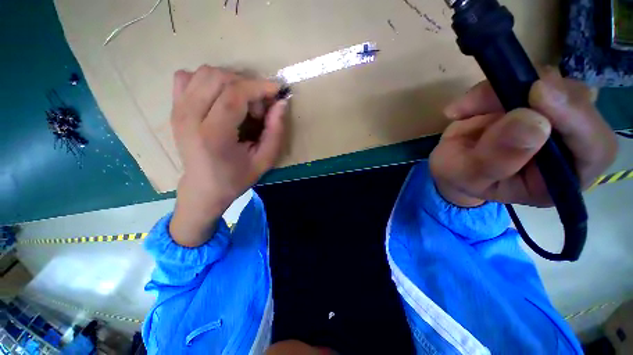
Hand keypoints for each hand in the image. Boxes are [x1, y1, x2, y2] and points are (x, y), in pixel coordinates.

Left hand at [169, 66, 287, 246]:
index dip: (259, 87)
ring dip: (231, 82)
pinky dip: (208, 80)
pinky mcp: (174, 108)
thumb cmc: (236, 177)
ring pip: (204, 73)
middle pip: (219, 78)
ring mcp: (177, 110)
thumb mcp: (264, 160)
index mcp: (213, 135)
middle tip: (258, 107)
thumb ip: (275, 132)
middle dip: (247, 86)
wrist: (204, 187)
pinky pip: (187, 77)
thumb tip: (281, 104)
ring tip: (242, 103)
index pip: (234, 95)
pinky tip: (219, 97)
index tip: (276, 90)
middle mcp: (189, 117)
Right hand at [430, 70, 617, 207]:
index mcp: (561, 179)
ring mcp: (554, 118)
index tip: (538, 93)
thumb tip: (532, 122)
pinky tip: (468, 105)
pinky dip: (494, 86)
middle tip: (496, 93)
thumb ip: (495, 160)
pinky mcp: (535, 100)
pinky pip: (526, 78)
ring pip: (555, 84)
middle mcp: (569, 147)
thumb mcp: (468, 176)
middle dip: (538, 95)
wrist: (450, 163)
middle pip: (581, 106)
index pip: (595, 149)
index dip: (576, 119)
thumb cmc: (460, 177)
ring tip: (468, 107)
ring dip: (509, 87)